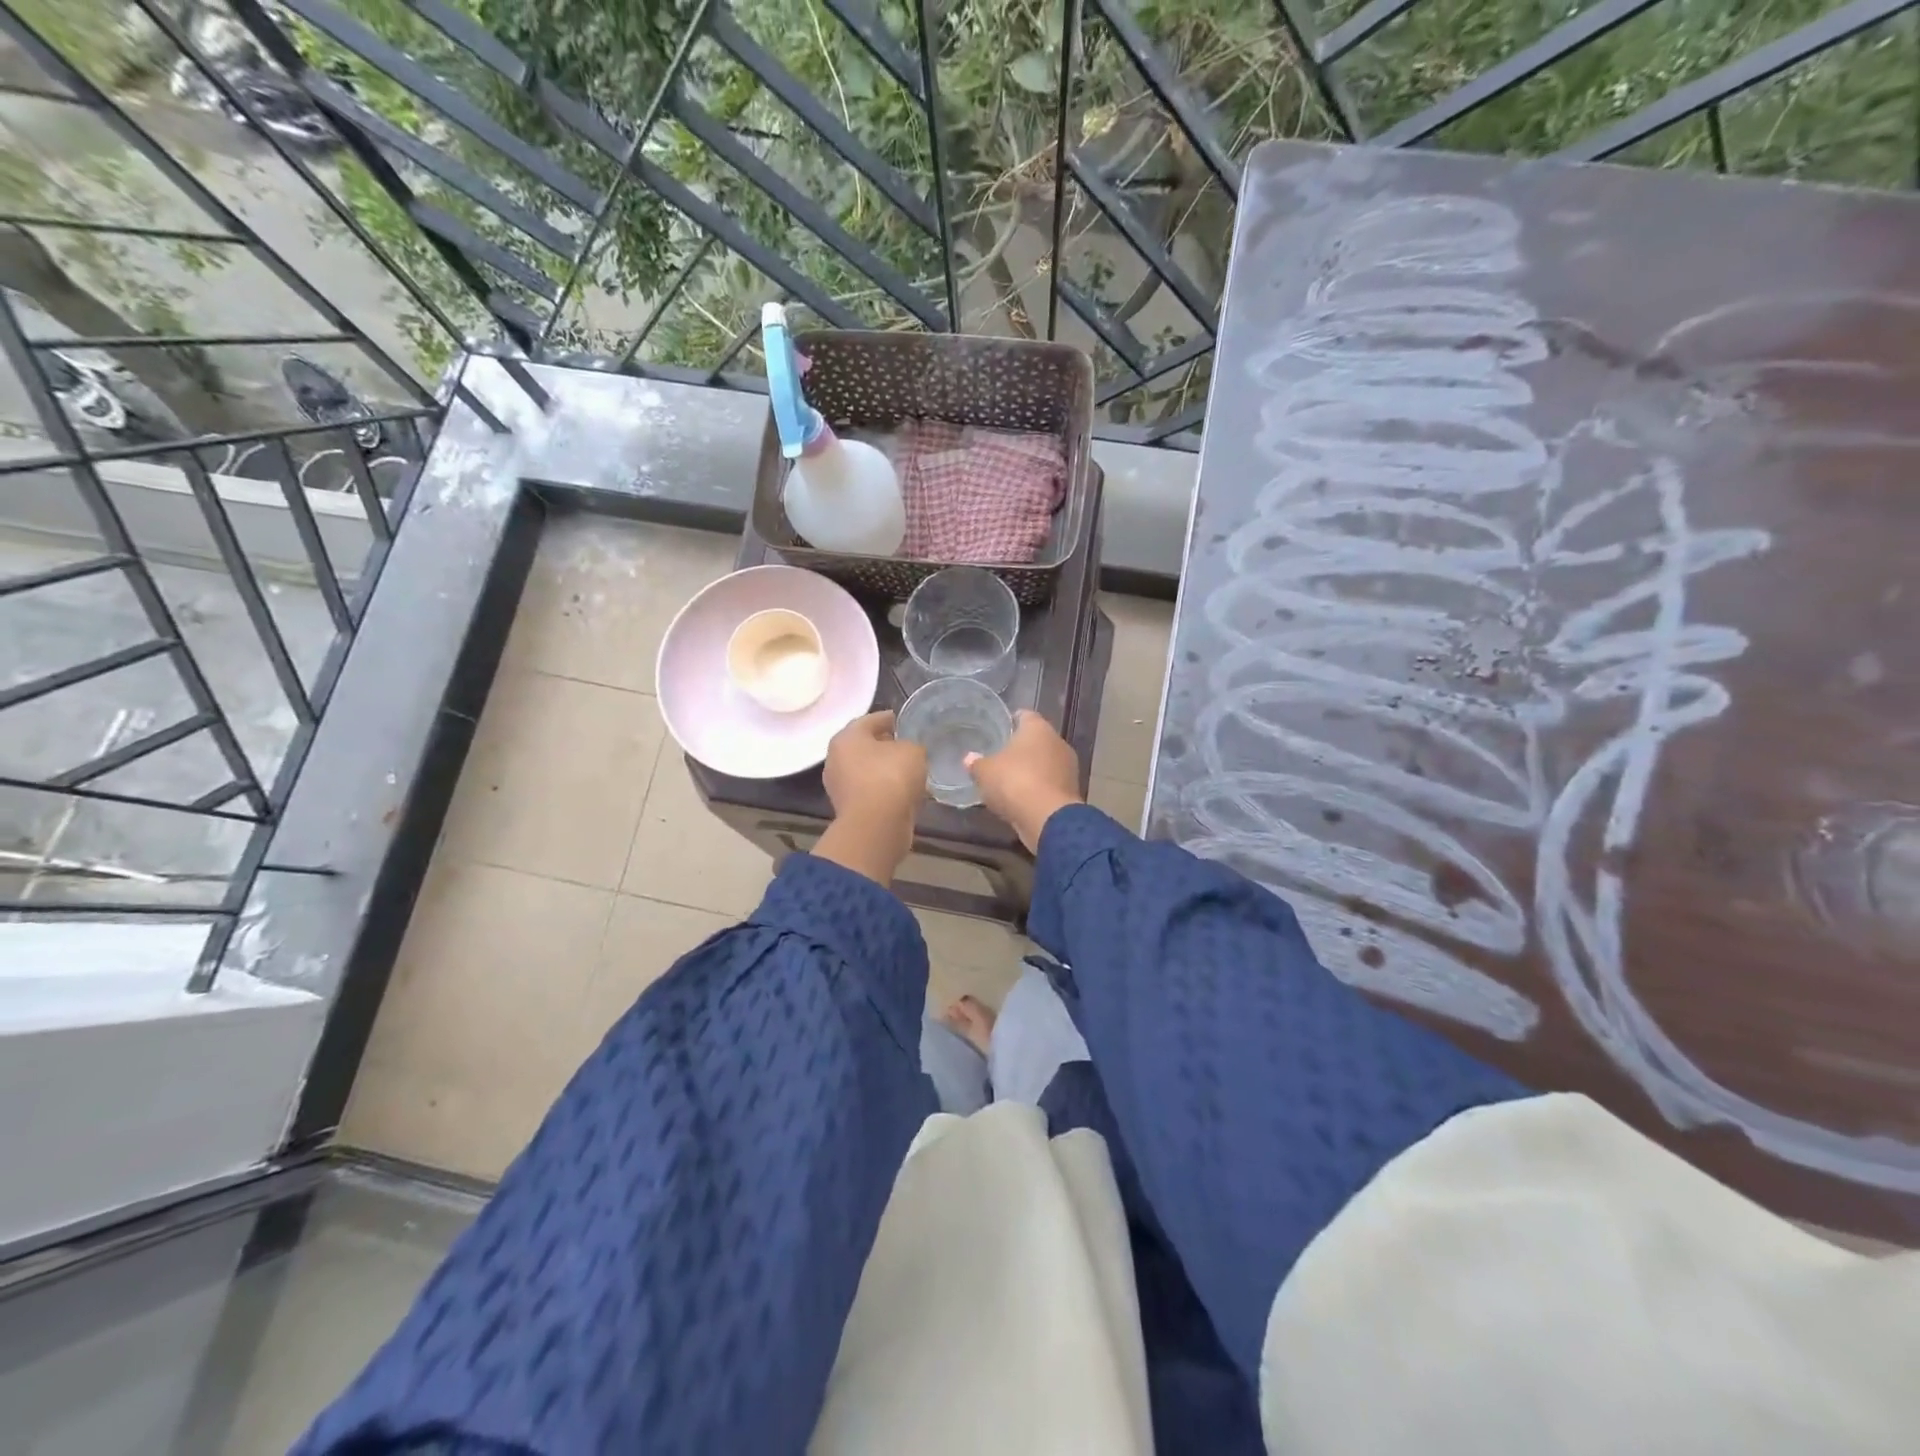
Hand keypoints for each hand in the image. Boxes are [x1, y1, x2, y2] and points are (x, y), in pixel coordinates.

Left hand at [815, 711, 925, 883]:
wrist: (877, 826)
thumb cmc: (891, 777)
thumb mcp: (913, 751)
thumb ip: (912, 745)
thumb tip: (908, 750)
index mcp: (847, 737)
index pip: (870, 719)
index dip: (890, 718)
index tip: (905, 720)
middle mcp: (836, 758)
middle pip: (865, 745)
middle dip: (885, 744)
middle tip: (908, 744)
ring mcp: (840, 786)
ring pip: (867, 770)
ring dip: (885, 769)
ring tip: (910, 769)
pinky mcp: (849, 808)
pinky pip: (870, 790)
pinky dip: (884, 788)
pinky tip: (903, 790)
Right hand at [965, 710, 1081, 852]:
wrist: (1048, 818)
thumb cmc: (1015, 782)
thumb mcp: (985, 772)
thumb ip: (976, 763)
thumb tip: (970, 758)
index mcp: (1038, 728)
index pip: (1025, 715)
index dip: (1011, 720)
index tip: (999, 729)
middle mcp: (1057, 742)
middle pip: (1037, 740)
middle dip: (1021, 748)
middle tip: (1001, 755)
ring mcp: (1068, 767)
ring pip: (1045, 763)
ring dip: (1031, 770)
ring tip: (1009, 779)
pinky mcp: (1071, 791)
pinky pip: (1049, 783)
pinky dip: (1038, 788)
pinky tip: (1022, 798)